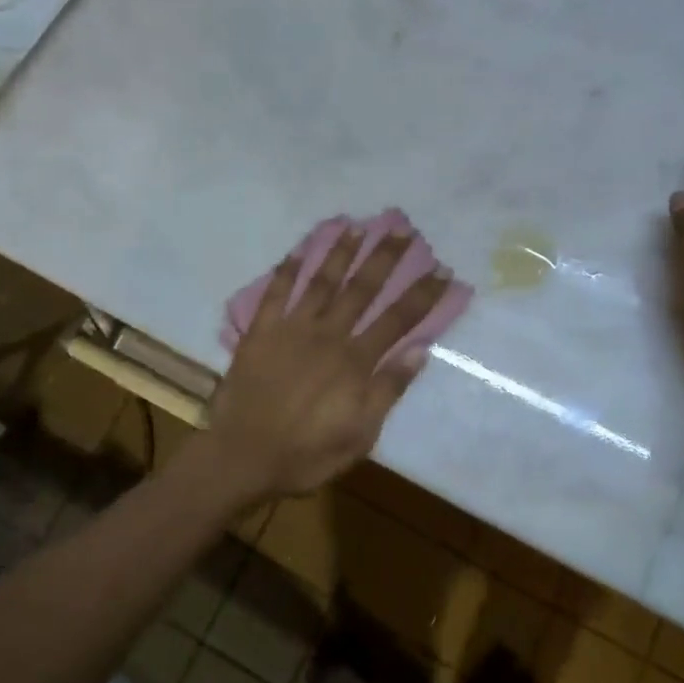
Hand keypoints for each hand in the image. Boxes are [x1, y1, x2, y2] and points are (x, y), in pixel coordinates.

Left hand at [207, 228, 451, 499]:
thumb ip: (387, 390)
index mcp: (355, 362)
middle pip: (363, 289)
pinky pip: (276, 293)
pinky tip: (298, 249)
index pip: (398, 320)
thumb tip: (420, 350)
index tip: (441, 269)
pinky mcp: (260, 332)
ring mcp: (292, 329)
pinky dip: (287, 269)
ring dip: (341, 253)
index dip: (421, 294)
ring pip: (322, 282)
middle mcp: (328, 335)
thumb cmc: (305, 453)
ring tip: (357, 226)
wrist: (242, 456)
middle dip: (385, 258)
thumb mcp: (360, 435)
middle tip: (402, 229)